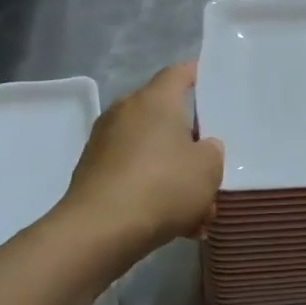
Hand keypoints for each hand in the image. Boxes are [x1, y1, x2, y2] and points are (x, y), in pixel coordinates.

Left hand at [59, 61, 222, 256]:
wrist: (99, 231)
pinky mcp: (92, 172)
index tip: (214, 81)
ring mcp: (103, 142)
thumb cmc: (162, 186)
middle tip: (209, 159)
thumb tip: (201, 148)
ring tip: (195, 207)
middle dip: (187, 137)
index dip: (198, 74)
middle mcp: (125, 111)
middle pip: (164, 115)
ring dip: (171, 170)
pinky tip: (172, 222)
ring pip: (149, 149)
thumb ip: (211, 151)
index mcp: (155, 100)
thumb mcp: (208, 169)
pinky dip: (151, 190)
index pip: (179, 73)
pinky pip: (132, 173)